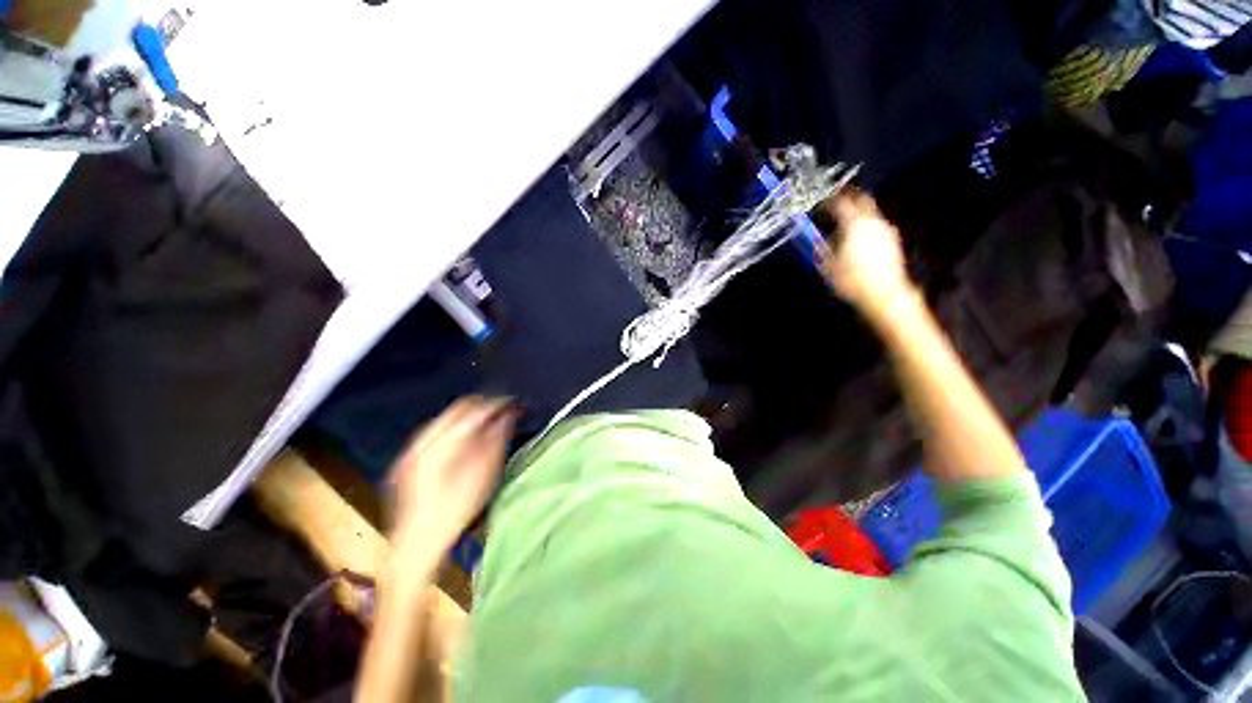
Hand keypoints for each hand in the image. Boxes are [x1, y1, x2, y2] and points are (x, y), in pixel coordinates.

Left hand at [388, 396, 516, 551]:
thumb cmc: (455, 512)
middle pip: (455, 410)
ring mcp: (410, 450)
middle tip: (502, 412)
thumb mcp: (483, 476)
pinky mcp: (407, 460)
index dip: (495, 405)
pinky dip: (453, 429)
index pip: (472, 411)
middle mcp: (421, 442)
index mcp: (439, 446)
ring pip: (444, 420)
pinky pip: (435, 432)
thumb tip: (507, 416)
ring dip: (467, 417)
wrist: (416, 547)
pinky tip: (464, 439)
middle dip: (481, 407)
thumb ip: (496, 441)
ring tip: (487, 423)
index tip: (513, 405)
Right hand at [818, 191, 913, 314]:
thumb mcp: (827, 266)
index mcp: (854, 224)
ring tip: (845, 226)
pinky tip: (859, 241)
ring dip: (858, 215)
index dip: (829, 201)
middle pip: (862, 200)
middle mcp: (872, 222)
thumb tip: (818, 239)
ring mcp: (886, 230)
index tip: (821, 203)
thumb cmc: (851, 279)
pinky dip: (866, 228)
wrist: (884, 294)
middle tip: (837, 203)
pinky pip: (876, 227)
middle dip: (849, 199)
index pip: (840, 203)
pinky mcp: (893, 242)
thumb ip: (821, 248)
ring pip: (870, 214)